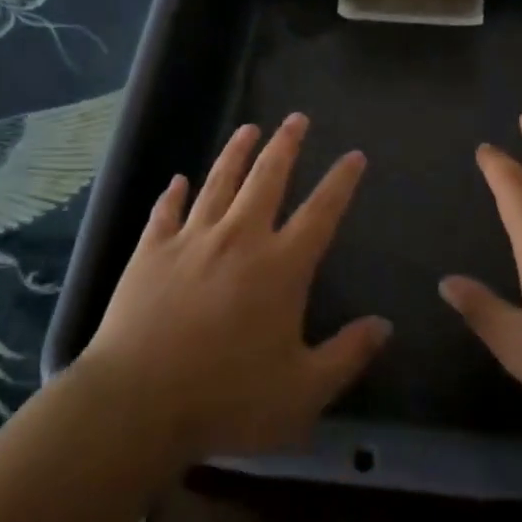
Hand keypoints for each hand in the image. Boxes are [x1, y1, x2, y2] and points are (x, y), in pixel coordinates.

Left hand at [76, 113, 389, 464]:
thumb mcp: (303, 392)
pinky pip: (165, 212)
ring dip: (235, 153)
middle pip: (267, 178)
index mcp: (281, 267)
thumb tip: (385, 324)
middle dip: (285, 145)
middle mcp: (239, 238)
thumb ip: (347, 355)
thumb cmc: (227, 399)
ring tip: (248, 128)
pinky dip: (173, 194)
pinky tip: (177, 180)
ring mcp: (191, 240)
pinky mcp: (151, 252)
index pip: (321, 212)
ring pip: (218, 182)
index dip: (341, 182)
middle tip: (296, 118)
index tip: (354, 155)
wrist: (137, 404)